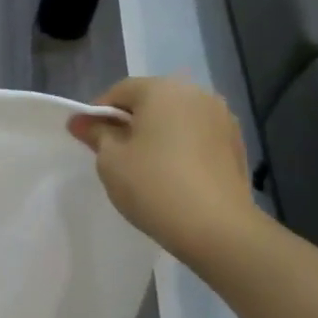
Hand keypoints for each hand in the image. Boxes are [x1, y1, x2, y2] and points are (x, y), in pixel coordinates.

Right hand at [68, 76, 258, 255]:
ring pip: (177, 118)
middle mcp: (196, 94)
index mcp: (162, 89)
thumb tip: (80, 121)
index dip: (99, 112)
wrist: (217, 228)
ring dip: (159, 133)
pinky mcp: (237, 144)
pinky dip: (182, 147)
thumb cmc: (153, 185)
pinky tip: (173, 174)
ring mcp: (222, 118)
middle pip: (152, 101)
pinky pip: (198, 136)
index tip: (89, 138)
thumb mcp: (111, 160)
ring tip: (146, 165)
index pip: (120, 91)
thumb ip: (96, 134)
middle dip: (131, 121)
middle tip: (114, 152)